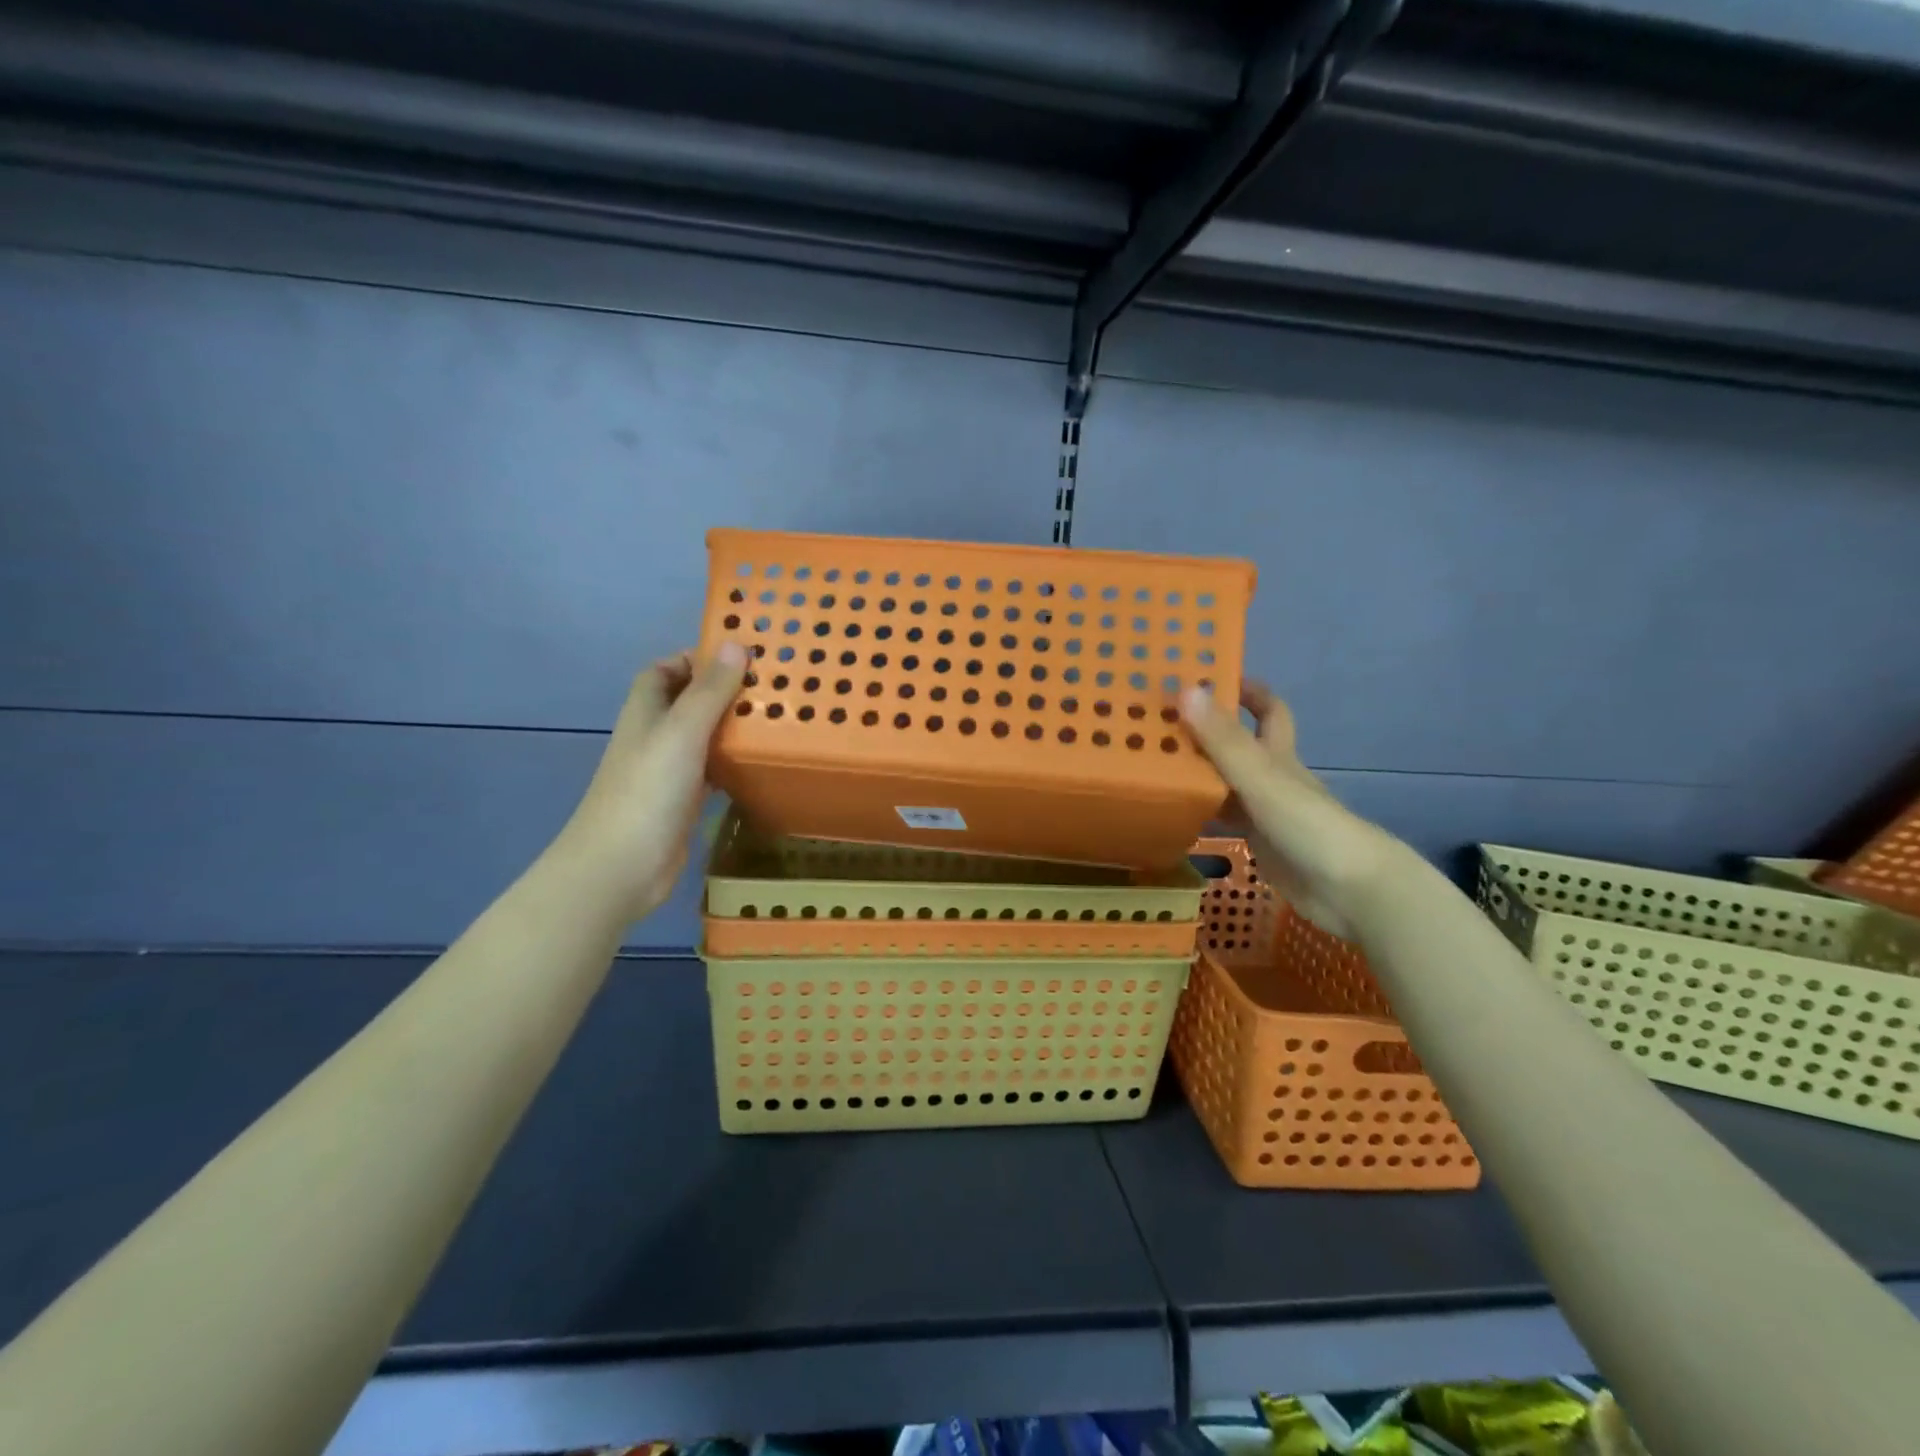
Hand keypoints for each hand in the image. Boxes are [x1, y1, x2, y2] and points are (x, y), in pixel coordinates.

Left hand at [553, 643, 747, 923]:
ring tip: (778, 718)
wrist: (621, 866)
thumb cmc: (647, 790)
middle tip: (773, 687)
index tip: (741, 656)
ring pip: (704, 736)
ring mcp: (669, 770)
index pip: (666, 670)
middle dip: (725, 691)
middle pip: (689, 701)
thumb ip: (710, 690)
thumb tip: (738, 644)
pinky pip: (713, 770)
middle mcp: (656, 735)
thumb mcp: (682, 732)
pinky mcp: (684, 800)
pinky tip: (762, 762)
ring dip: (733, 726)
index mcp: (647, 711)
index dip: (696, 658)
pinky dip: (733, 762)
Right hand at [1181, 680, 1405, 938]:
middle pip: (1239, 743)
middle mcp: (1271, 776)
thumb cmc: (1309, 825)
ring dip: (1196, 769)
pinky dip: (1198, 808)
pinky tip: (1169, 808)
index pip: (1267, 709)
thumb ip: (1224, 740)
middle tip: (1163, 720)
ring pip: (1225, 779)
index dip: (1244, 690)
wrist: (1349, 890)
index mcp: (1278, 753)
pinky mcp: (1257, 841)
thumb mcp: (1262, 777)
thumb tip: (1186, 689)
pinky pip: (1221, 816)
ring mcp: (1264, 810)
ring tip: (1151, 759)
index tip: (1207, 677)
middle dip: (1207, 729)